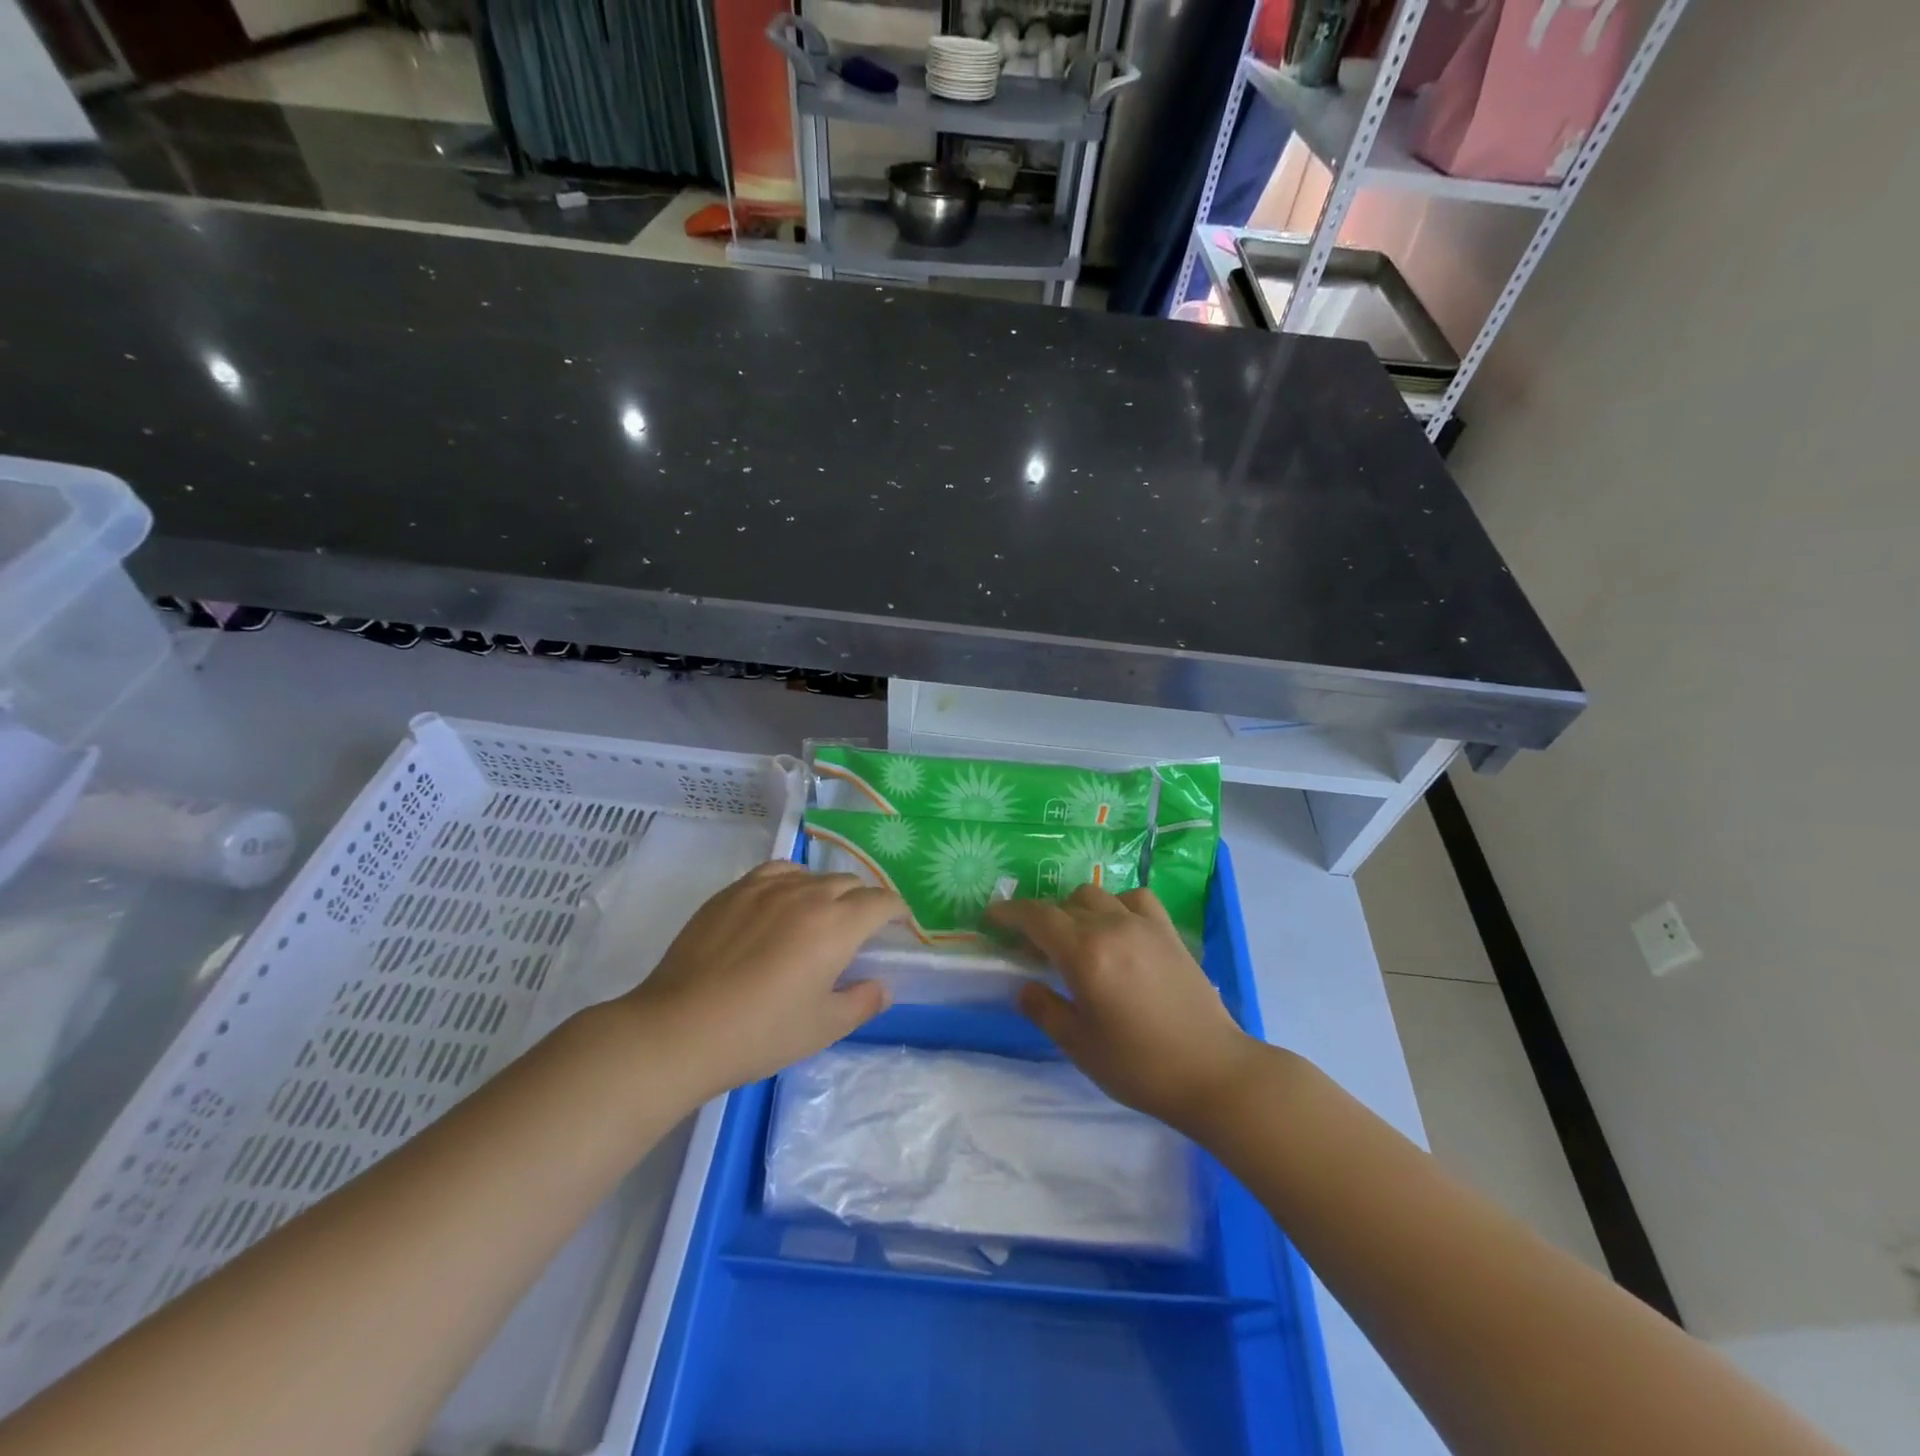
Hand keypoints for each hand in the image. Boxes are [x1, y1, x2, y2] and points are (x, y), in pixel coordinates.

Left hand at [623, 860, 901, 1098]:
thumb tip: (882, 986)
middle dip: (863, 901)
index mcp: (836, 925)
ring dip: (827, 891)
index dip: (896, 910)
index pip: (881, 901)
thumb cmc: (760, 1034)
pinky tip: (782, 903)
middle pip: (849, 883)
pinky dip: (792, 882)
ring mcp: (766, 888)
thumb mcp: (822, 1028)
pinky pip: (776, 872)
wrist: (679, 1029)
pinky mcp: (733, 891)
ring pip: (813, 876)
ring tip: (818, 917)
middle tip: (858, 930)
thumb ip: (862, 1002)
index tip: (897, 925)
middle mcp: (807, 895)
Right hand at [987, 884, 1264, 1136]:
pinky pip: (1135, 900)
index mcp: (1085, 954)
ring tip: (1074, 934)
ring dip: (1077, 908)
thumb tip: (1024, 987)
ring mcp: (1145, 925)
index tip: (993, 916)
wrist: (1213, 1072)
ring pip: (1099, 896)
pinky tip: (1117, 927)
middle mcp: (1112, 927)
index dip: (1011, 913)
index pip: (1038, 917)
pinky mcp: (1169, 933)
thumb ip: (1045, 1010)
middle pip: (1066, 903)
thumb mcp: (1080, 1046)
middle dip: (1043, 916)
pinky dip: (1117, 904)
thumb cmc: (1140, 1066)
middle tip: (1032, 942)